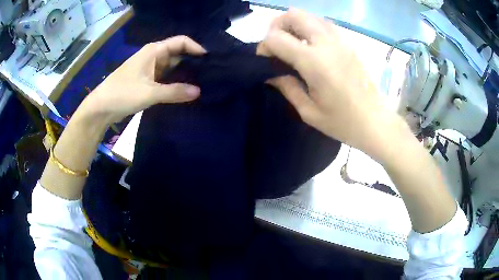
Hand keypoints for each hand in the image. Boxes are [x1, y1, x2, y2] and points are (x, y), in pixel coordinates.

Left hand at [81, 36, 205, 123]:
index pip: (181, 42)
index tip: (210, 60)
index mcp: (154, 51)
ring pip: (172, 68)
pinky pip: (165, 78)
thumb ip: (174, 91)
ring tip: (202, 83)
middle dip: (193, 62)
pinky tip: (185, 91)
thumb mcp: (149, 93)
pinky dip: (174, 83)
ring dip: (184, 74)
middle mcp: (153, 56)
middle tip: (210, 74)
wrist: (101, 108)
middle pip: (178, 54)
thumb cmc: (122, 94)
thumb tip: (198, 91)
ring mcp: (150, 69)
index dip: (196, 47)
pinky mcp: (146, 81)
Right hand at [258, 9, 398, 158]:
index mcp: (314, 61)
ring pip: (309, 16)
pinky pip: (323, 24)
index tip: (265, 61)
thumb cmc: (342, 122)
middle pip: (293, 15)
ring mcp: (340, 40)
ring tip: (293, 45)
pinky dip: (310, 28)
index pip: (276, 38)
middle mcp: (326, 43)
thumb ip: (286, 86)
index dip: (264, 47)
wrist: (374, 121)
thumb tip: (270, 74)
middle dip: (277, 26)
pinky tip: (312, 47)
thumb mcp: (308, 111)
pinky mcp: (348, 42)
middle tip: (277, 46)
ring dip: (295, 25)